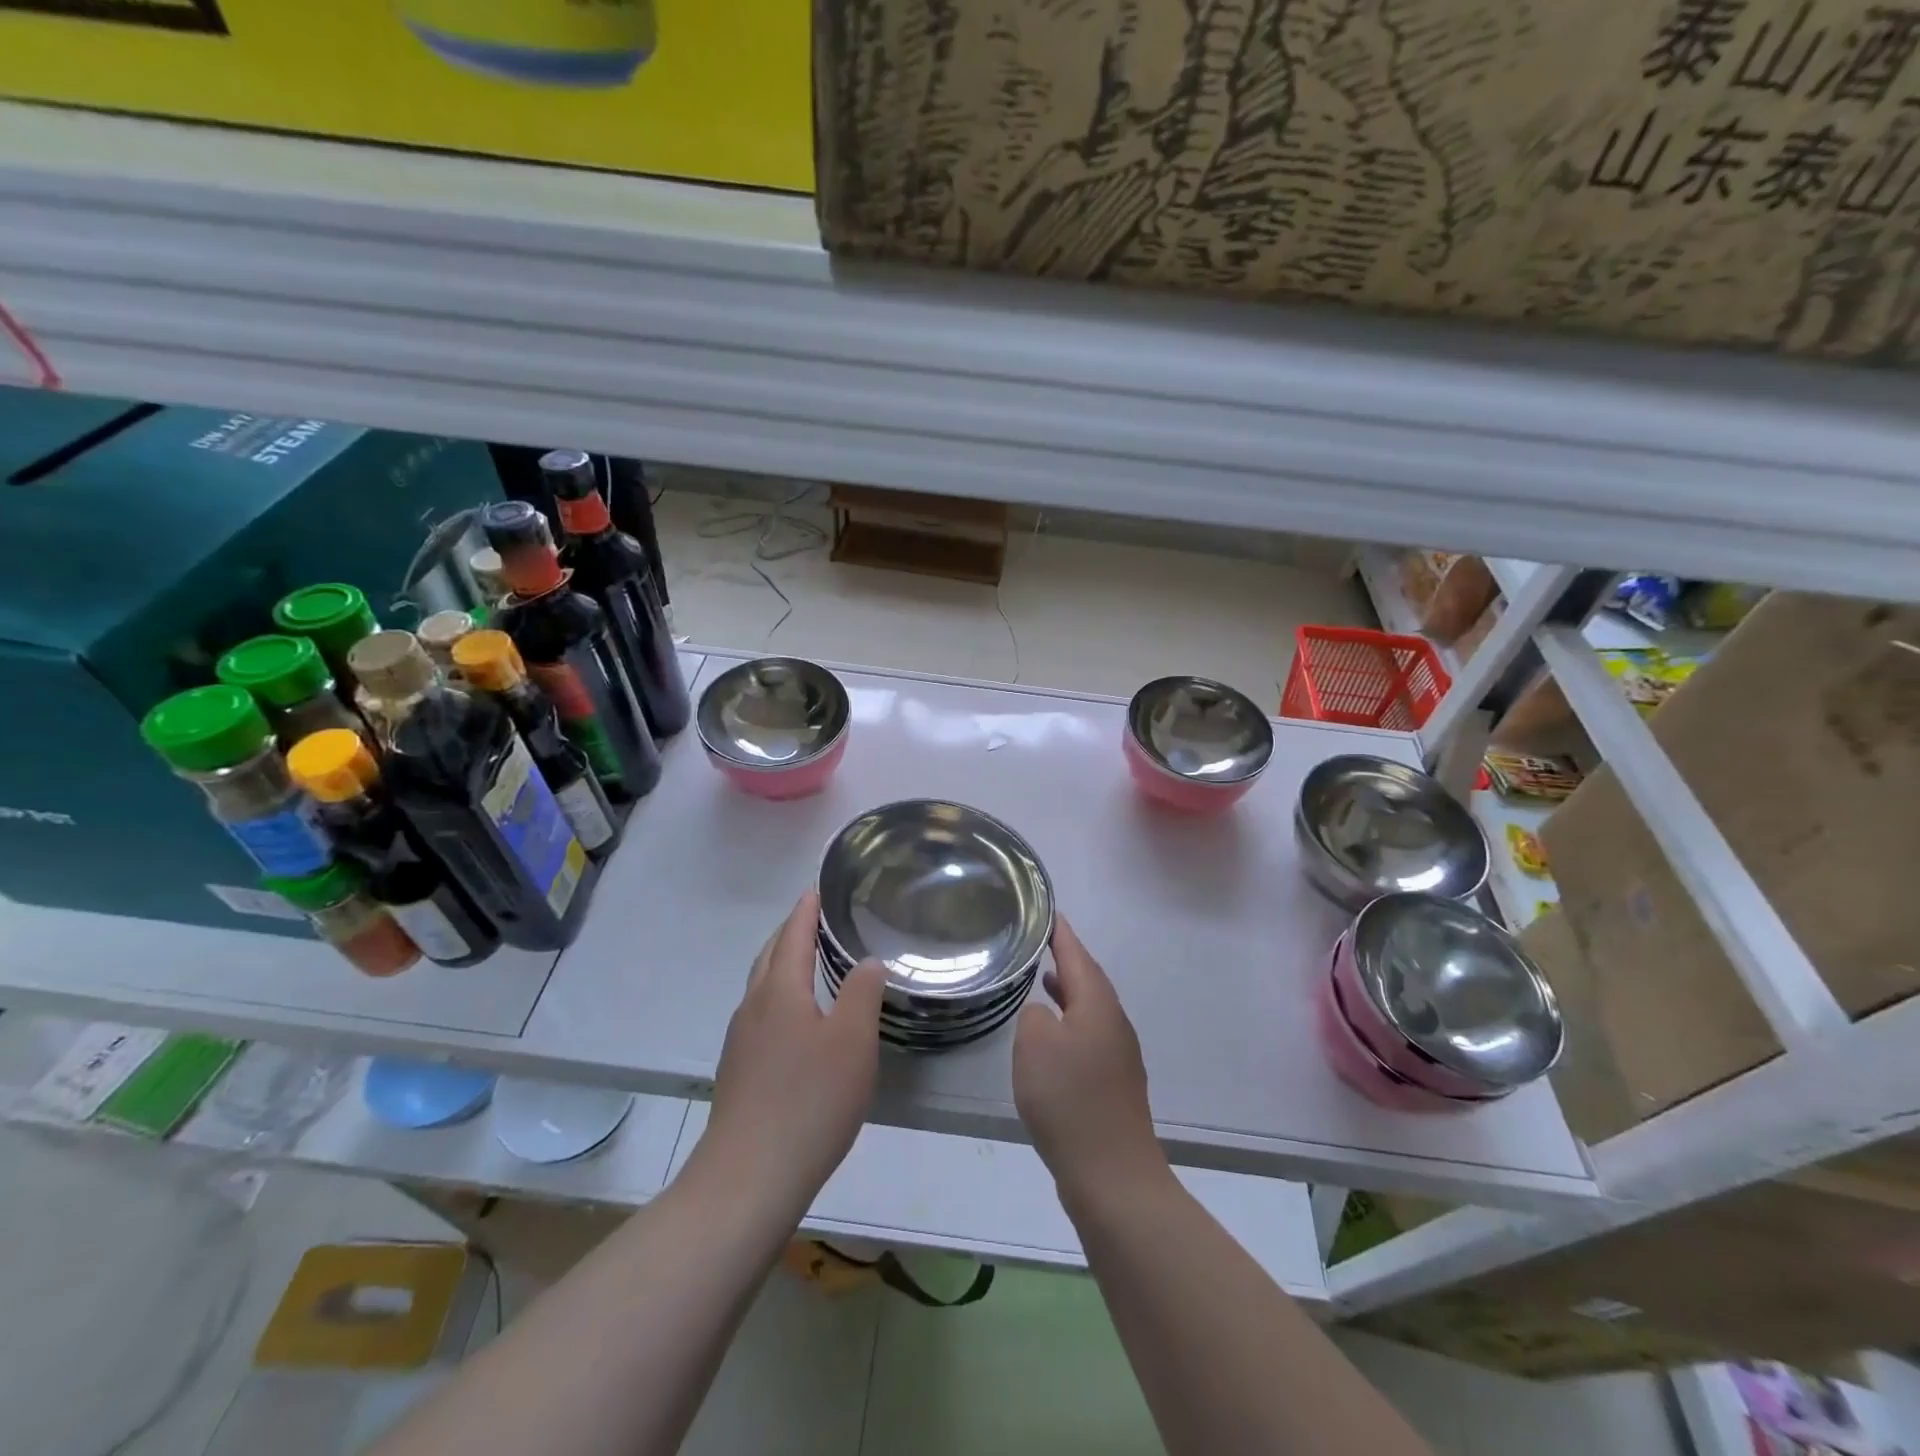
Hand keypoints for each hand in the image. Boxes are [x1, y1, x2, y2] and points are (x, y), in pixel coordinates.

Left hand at [697, 891, 885, 1220]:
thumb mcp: (852, 1042)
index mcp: (780, 991)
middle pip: (770, 955)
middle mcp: (753, 1006)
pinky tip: (793, 1020)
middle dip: (790, 932)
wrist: (748, 1178)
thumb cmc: (809, 1101)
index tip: (816, 889)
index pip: (793, 935)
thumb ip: (862, 994)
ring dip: (781, 963)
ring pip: (761, 986)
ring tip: (806, 961)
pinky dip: (777, 995)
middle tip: (813, 918)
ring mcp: (740, 1040)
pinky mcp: (738, 1070)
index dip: (806, 910)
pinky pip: (759, 1013)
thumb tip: (868, 960)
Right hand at [1013, 915, 1168, 1203]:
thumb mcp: (1035, 1046)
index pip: (1077, 955)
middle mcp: (1114, 1022)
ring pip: (1091, 1008)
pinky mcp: (1115, 1082)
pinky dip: (1071, 1021)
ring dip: (1068, 991)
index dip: (1061, 933)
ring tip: (1043, 980)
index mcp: (1097, 1005)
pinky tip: (1053, 1037)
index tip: (1048, 911)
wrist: (1112, 1174)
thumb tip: (1045, 1014)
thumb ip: (1034, 1016)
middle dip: (1067, 959)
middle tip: (1042, 941)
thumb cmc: (1069, 1100)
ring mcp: (1119, 1054)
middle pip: (1089, 979)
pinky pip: (1090, 1034)